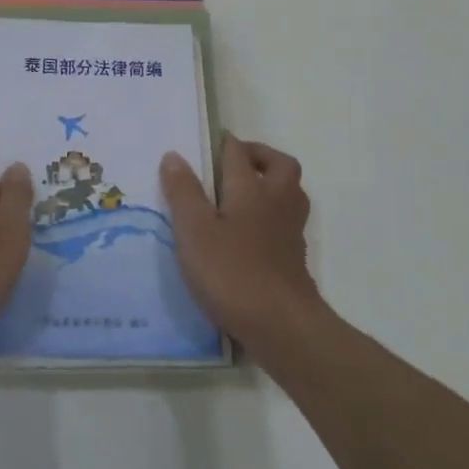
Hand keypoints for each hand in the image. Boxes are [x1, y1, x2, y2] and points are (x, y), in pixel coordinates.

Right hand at [161, 136, 320, 346]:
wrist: (282, 325)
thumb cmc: (232, 272)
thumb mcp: (194, 230)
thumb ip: (183, 191)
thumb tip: (173, 155)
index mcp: (250, 188)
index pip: (238, 152)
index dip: (223, 143)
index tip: (206, 144)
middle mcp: (276, 201)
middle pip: (280, 164)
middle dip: (259, 156)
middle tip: (233, 164)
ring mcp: (290, 230)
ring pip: (289, 192)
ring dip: (271, 184)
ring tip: (243, 195)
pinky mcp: (294, 257)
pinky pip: (287, 221)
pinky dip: (273, 216)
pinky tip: (250, 234)